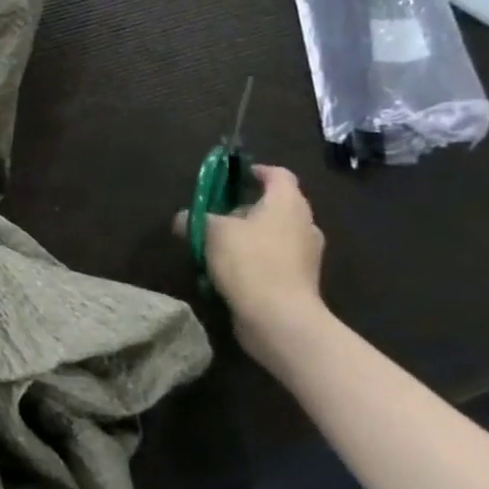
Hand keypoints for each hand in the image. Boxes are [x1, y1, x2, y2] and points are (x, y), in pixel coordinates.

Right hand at [174, 164, 327, 359]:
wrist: (279, 318)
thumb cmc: (249, 261)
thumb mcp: (211, 232)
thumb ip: (195, 219)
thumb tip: (182, 218)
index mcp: (288, 203)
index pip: (278, 174)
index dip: (255, 171)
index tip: (233, 177)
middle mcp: (304, 223)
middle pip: (276, 205)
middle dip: (247, 207)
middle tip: (218, 214)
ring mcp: (306, 254)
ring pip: (275, 233)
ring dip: (250, 235)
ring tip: (219, 245)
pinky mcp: (300, 280)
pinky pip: (275, 259)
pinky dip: (256, 259)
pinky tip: (230, 271)